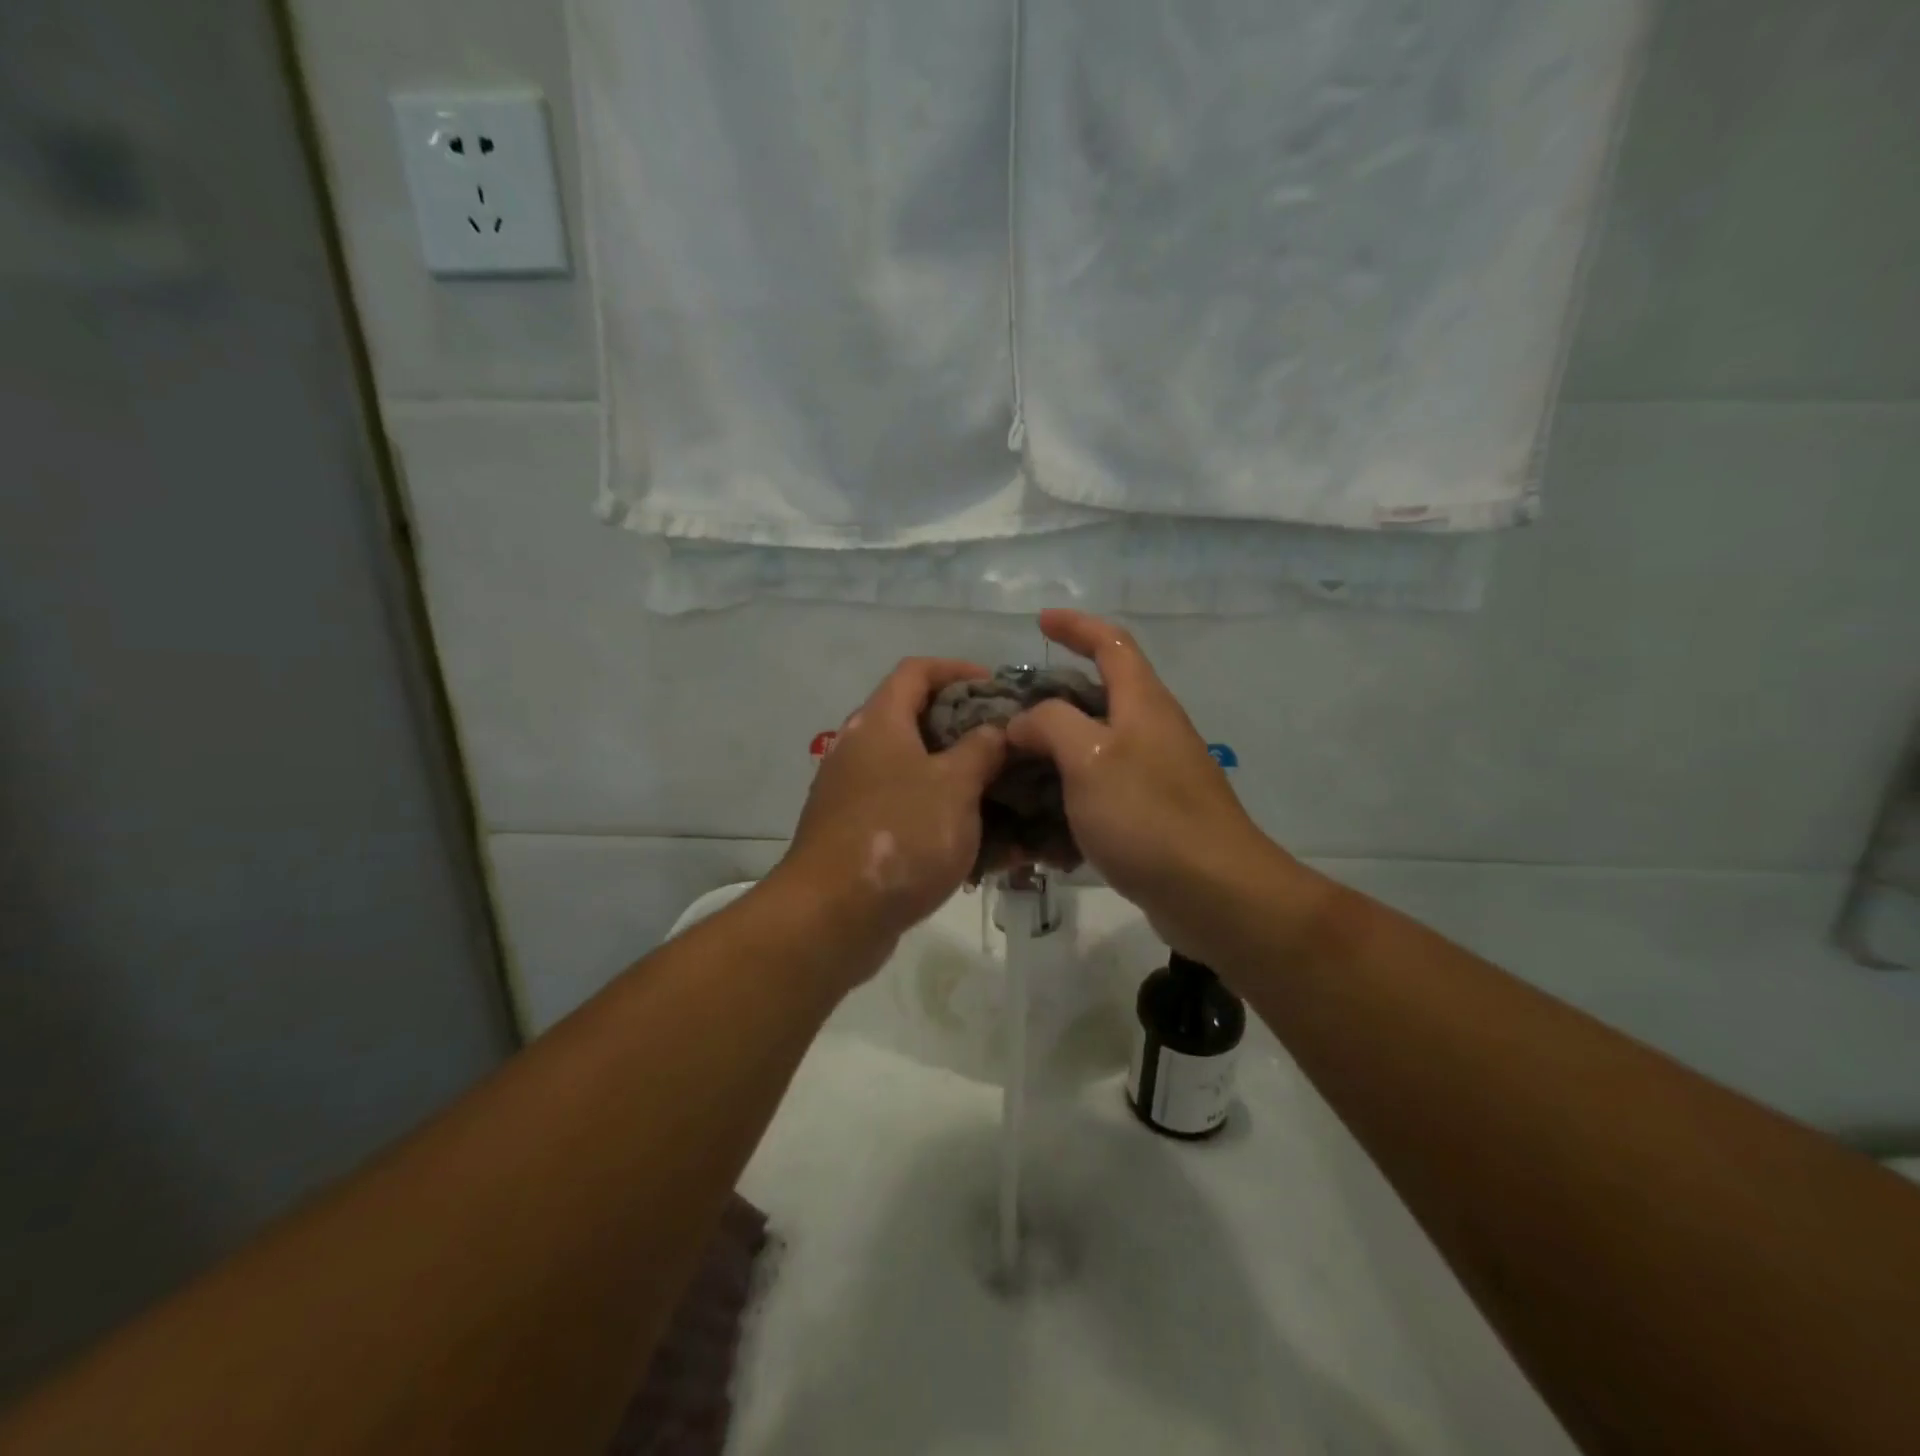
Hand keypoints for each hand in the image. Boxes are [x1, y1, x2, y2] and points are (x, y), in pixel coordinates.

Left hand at [766, 658, 1006, 985]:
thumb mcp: (955, 786)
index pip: (917, 670)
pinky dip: (942, 819)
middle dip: (967, 732)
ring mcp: (855, 793)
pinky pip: (908, 813)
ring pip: (917, 773)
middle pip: (918, 721)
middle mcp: (861, 749)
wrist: (833, 915)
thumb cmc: (900, 834)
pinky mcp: (858, 833)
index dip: (958, 670)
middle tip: (1009, 748)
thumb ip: (982, 749)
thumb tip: (995, 729)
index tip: (997, 689)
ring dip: (960, 782)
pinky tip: (983, 847)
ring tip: (1005, 799)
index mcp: (880, 722)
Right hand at [1006, 610, 1304, 956]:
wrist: (1215, 893)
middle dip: (1052, 699)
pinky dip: (1071, 799)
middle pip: (1100, 696)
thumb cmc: (1149, 815)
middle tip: (1008, 716)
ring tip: (1013, 773)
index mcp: (1142, 702)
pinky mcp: (1153, 815)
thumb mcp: (1088, 757)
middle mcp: (1153, 730)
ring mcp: (1156, 774)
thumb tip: (1023, 722)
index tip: (1039, 622)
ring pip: (1095, 748)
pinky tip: (1043, 829)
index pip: (1111, 641)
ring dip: (1054, 755)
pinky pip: (1101, 793)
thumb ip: (1050, 724)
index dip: (1076, 626)